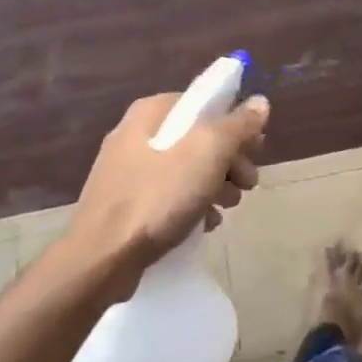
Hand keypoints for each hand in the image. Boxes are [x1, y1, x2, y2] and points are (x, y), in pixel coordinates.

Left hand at [67, 91, 269, 296]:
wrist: (102, 259)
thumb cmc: (158, 197)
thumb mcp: (208, 153)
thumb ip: (237, 124)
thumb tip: (260, 102)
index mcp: (151, 112)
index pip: (205, 103)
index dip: (236, 123)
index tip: (257, 150)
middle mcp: (136, 133)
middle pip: (197, 137)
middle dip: (229, 159)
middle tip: (248, 184)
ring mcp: (127, 170)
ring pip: (185, 167)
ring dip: (215, 184)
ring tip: (228, 207)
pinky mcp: (124, 203)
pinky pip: (168, 194)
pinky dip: (191, 204)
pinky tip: (205, 224)